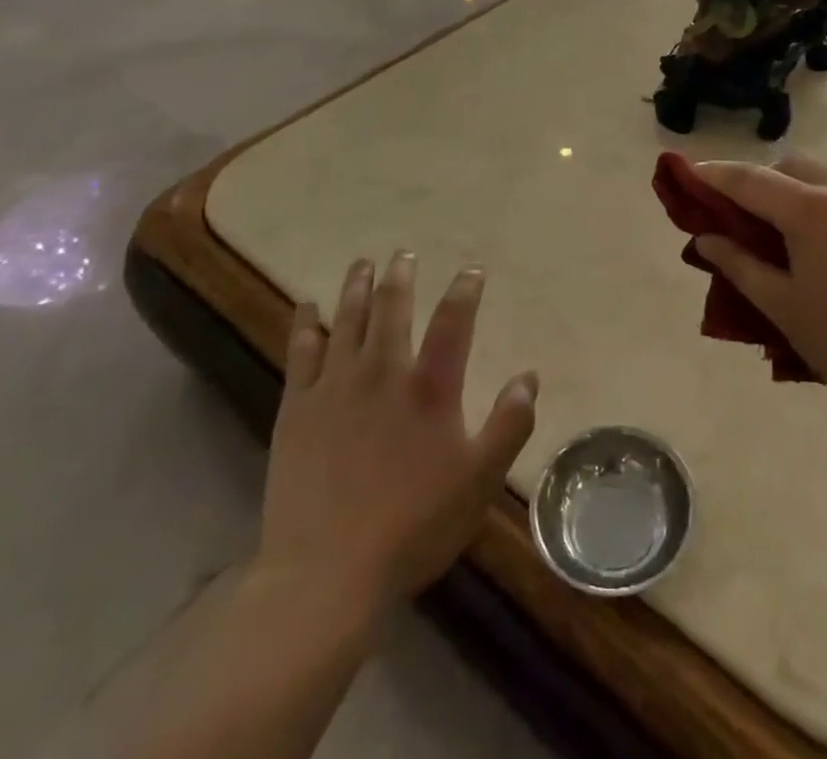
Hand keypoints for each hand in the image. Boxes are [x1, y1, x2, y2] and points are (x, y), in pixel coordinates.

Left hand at [254, 254, 537, 611]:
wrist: (325, 573)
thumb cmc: (413, 527)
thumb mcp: (478, 482)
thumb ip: (508, 425)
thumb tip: (528, 377)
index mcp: (430, 388)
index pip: (453, 321)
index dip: (465, 290)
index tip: (471, 271)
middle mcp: (383, 371)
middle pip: (392, 307)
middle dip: (401, 276)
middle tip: (403, 254)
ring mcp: (336, 385)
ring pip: (347, 319)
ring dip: (356, 286)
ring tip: (362, 263)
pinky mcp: (298, 407)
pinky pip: (301, 351)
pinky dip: (305, 323)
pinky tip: (306, 305)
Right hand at [692, 158, 826, 422]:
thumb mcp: (783, 308)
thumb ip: (739, 265)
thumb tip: (707, 239)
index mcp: (812, 210)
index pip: (750, 179)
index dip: (716, 173)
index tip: (692, 171)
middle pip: (797, 167)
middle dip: (767, 180)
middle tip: (752, 213)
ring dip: (813, 197)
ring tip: (810, 241)